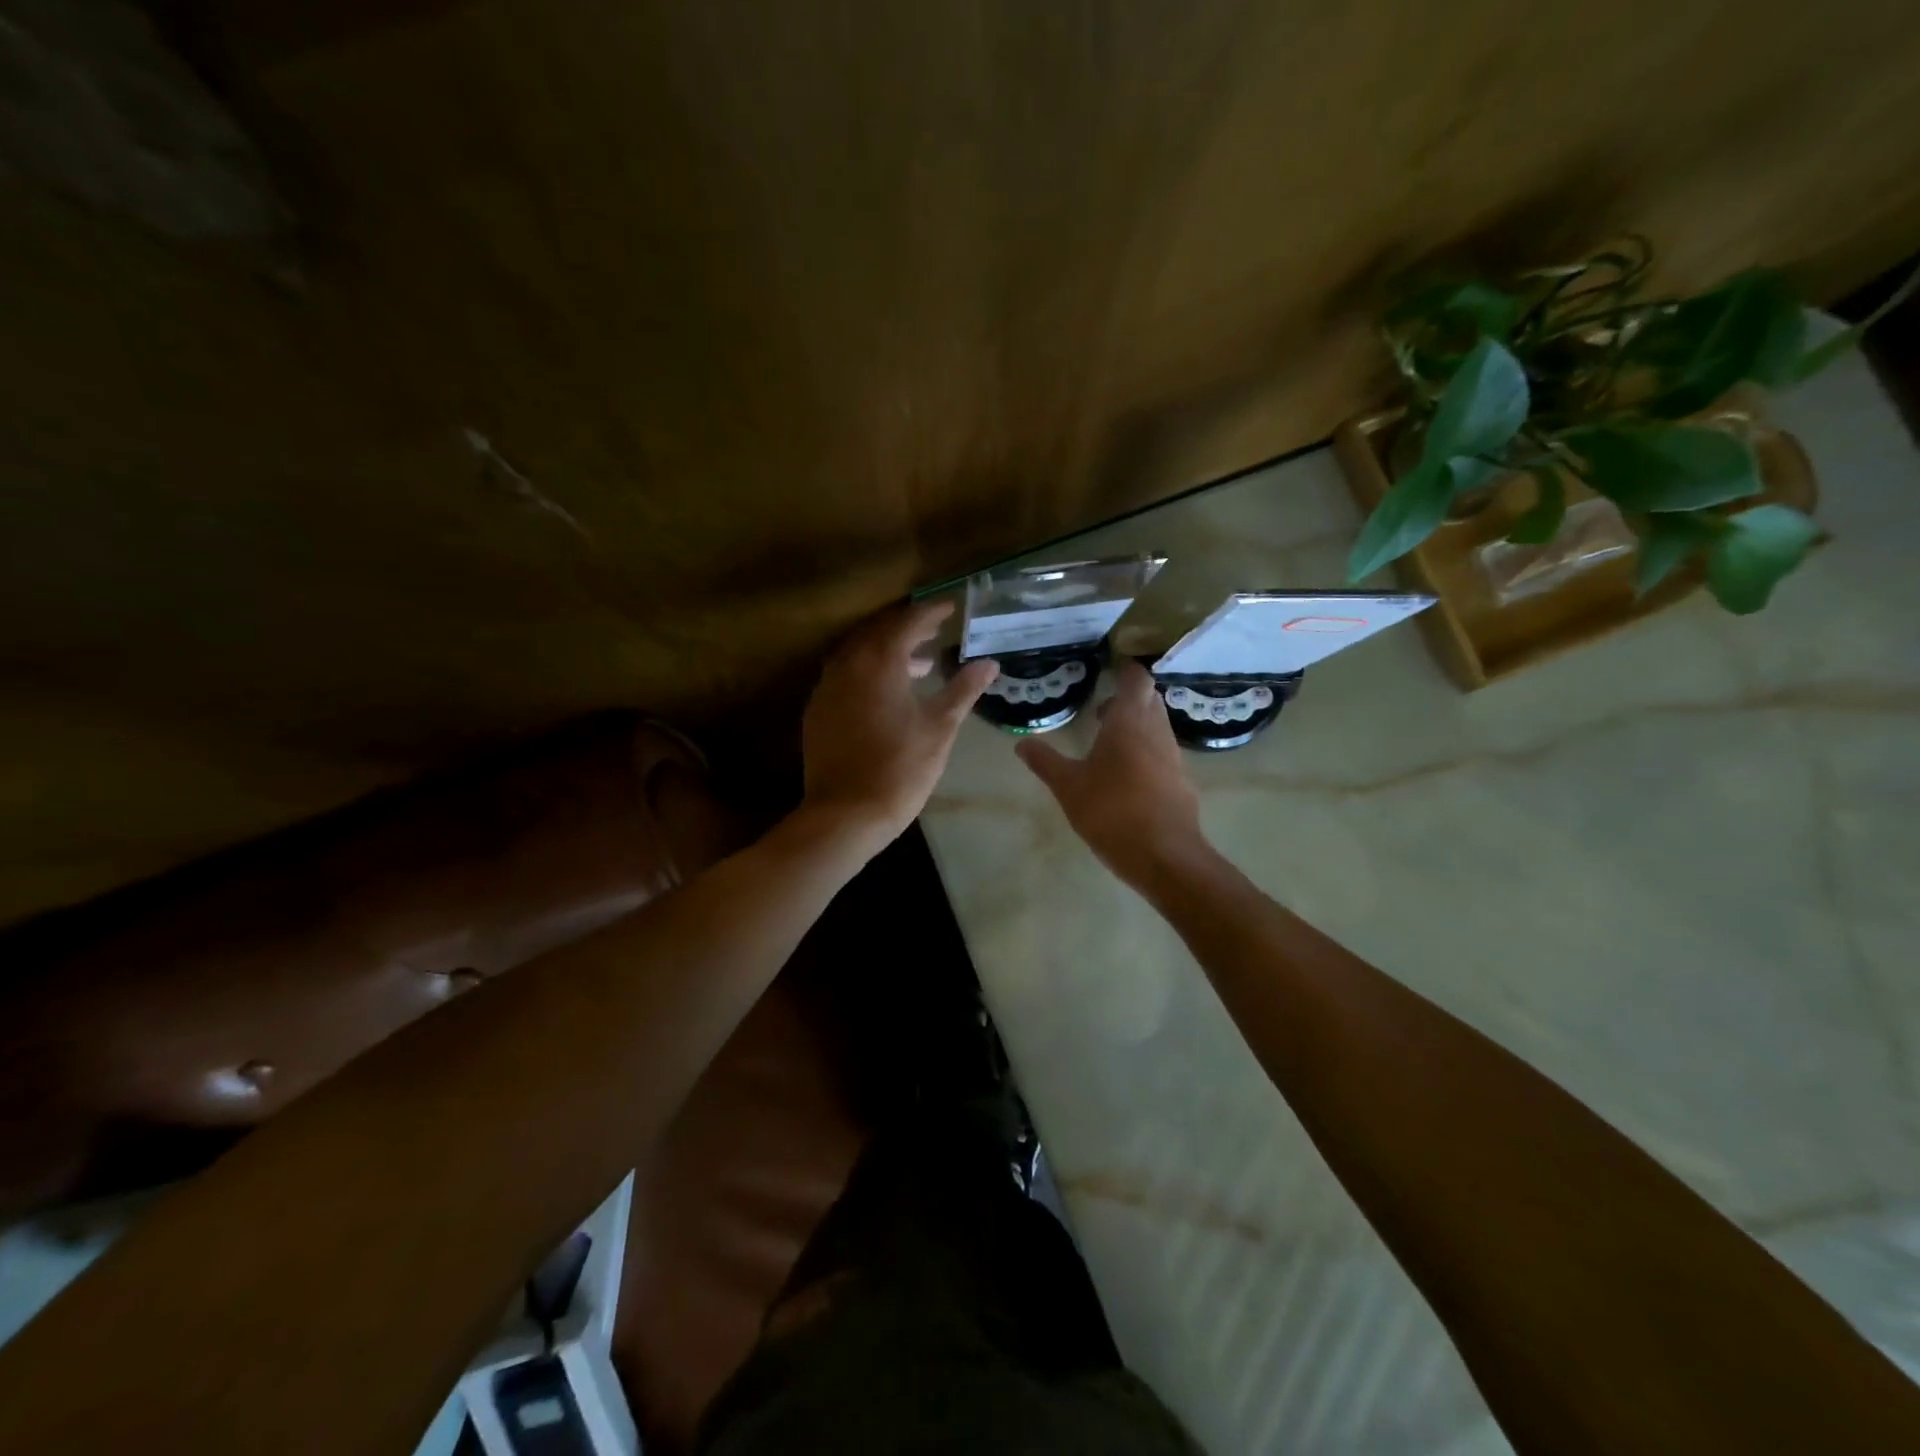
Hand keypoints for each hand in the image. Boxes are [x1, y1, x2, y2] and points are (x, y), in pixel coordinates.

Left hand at [801, 600, 997, 849]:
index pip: (908, 622)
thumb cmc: (901, 768)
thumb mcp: (940, 728)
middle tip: (934, 630)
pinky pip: (843, 675)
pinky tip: (884, 693)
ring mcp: (827, 687)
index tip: (951, 607)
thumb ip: (963, 690)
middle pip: (878, 631)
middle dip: (907, 627)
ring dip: (886, 650)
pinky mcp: (817, 710)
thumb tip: (990, 664)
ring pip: (858, 653)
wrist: (846, 813)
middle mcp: (848, 664)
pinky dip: (866, 672)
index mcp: (880, 662)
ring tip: (917, 665)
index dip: (932, 612)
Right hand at [1016, 660, 1206, 885]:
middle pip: (1149, 701)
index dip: (1126, 670)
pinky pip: (1163, 752)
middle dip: (1129, 699)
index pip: (1136, 680)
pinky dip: (1146, 751)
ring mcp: (1173, 757)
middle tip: (1102, 710)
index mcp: (1129, 722)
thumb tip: (1021, 743)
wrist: (1164, 855)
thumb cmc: (1112, 811)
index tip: (1111, 667)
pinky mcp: (1180, 781)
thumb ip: (1045, 761)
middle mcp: (1156, 731)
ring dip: (1137, 726)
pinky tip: (1127, 775)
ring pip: (1158, 727)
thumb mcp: (1068, 786)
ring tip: (1109, 743)